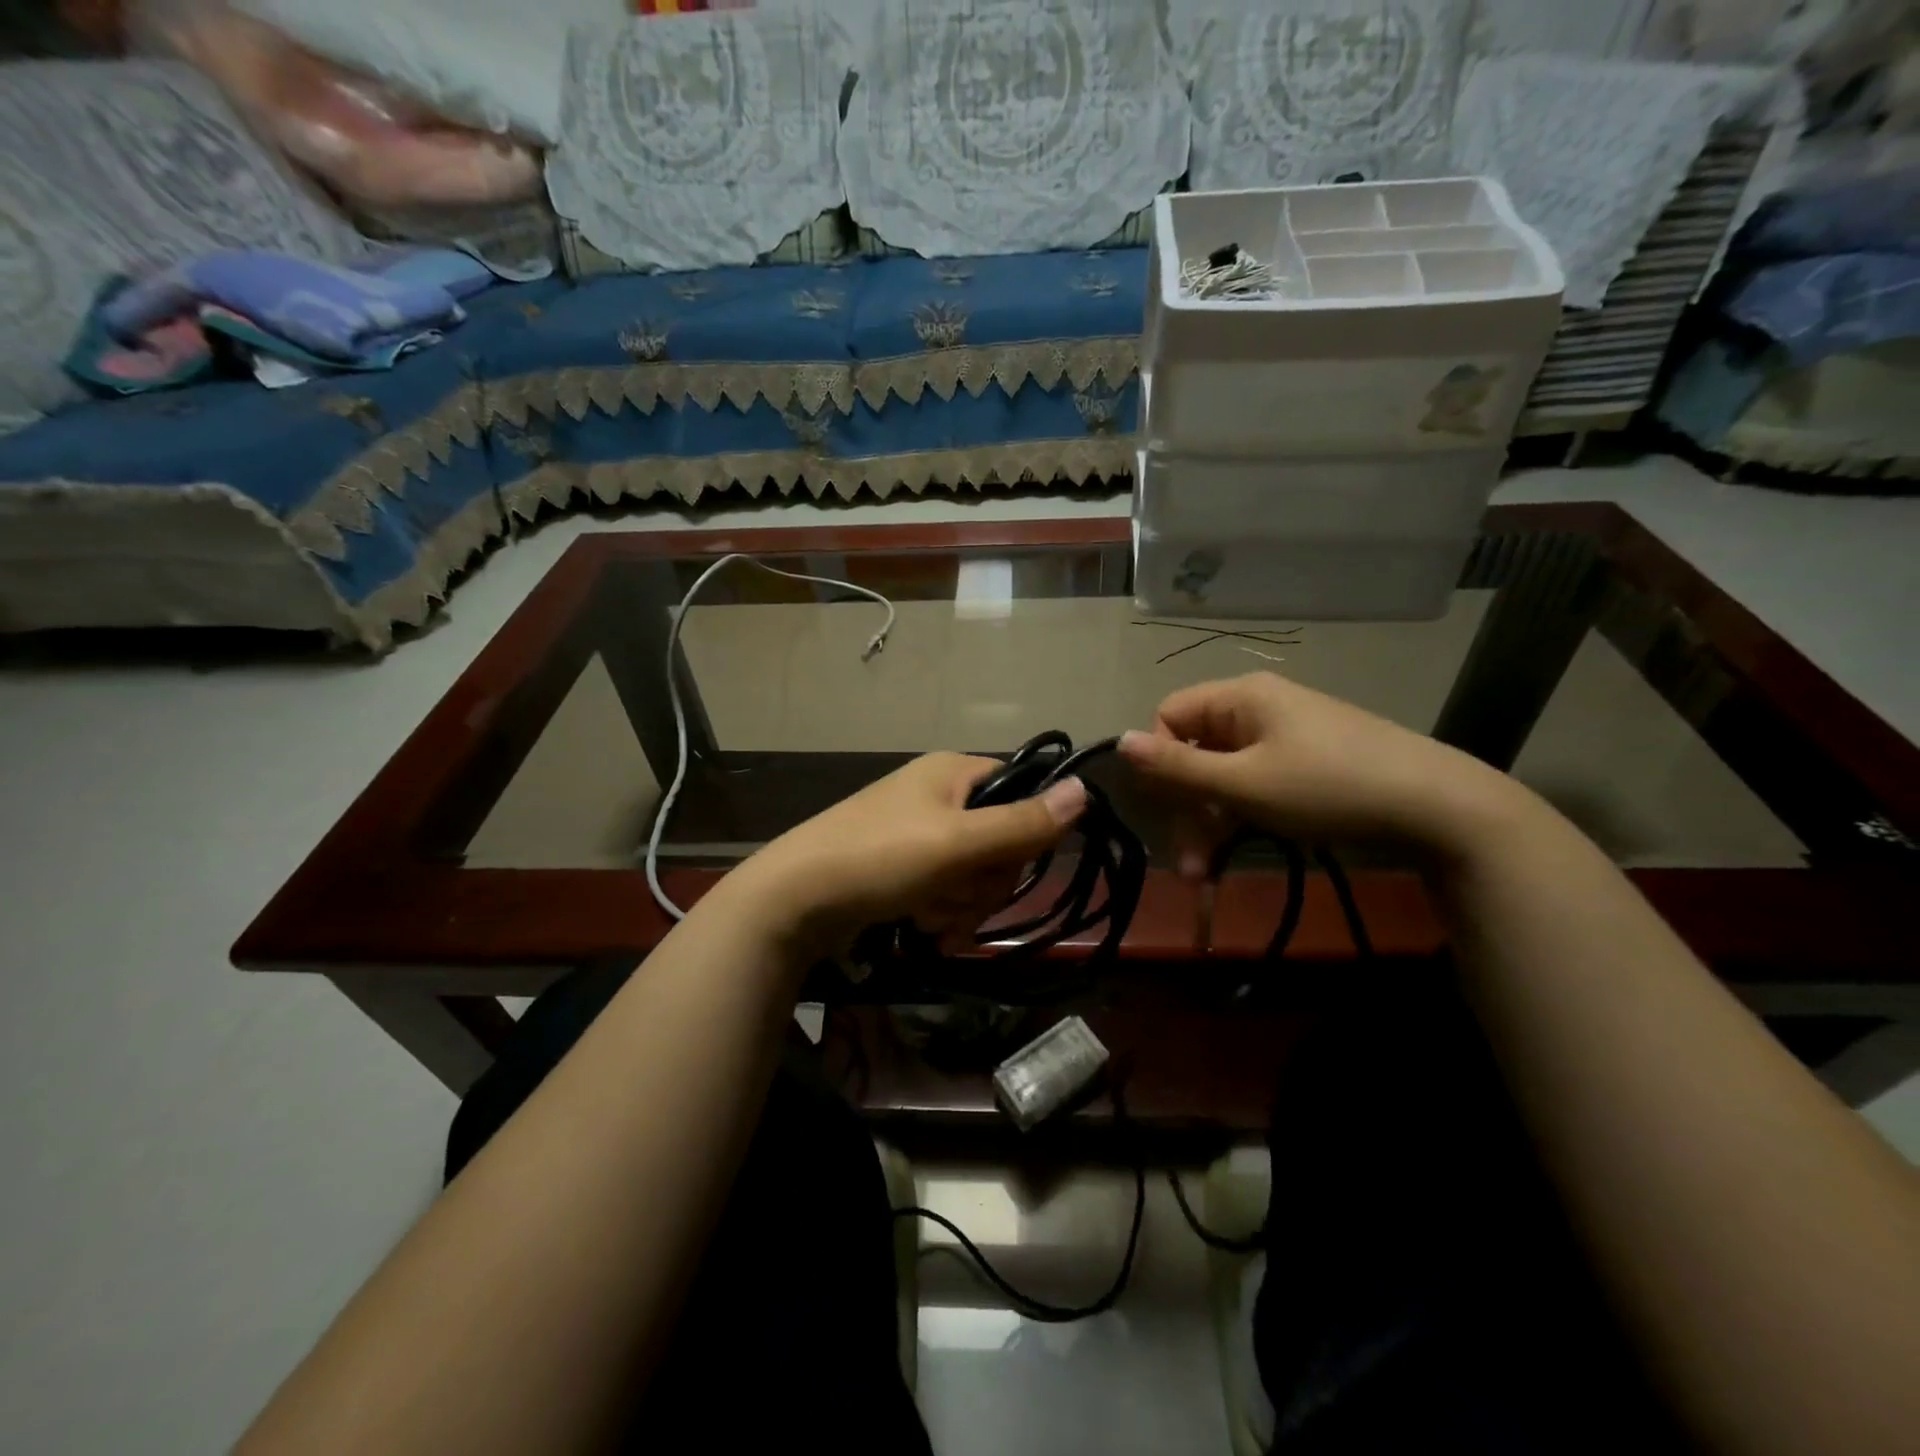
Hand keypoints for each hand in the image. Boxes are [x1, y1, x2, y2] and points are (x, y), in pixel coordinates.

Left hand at [732, 752, 1087, 948]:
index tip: (1005, 862)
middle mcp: (938, 796)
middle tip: (957, 897)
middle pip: (1000, 841)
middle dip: (985, 882)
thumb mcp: (957, 842)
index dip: (1024, 833)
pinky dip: (942, 914)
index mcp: (953, 772)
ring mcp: (919, 833)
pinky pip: (947, 891)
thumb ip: (1022, 822)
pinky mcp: (903, 869)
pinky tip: (925, 931)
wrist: (793, 900)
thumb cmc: (880, 858)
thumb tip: (1086, 790)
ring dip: (962, 905)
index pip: (1022, 793)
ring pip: (975, 874)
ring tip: (931, 921)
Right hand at [1117, 671, 1505, 875]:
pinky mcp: (1306, 765)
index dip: (1159, 760)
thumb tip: (1119, 741)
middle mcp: (1258, 709)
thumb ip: (1178, 767)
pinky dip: (1240, 819)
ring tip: (1207, 877)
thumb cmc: (1327, 787)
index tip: (1167, 807)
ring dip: (1210, 825)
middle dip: (1186, 810)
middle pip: (1196, 752)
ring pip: (1224, 776)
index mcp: (1240, 698)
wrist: (1438, 807)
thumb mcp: (1244, 783)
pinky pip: (1255, 786)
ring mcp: (1285, 738)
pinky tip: (1236, 855)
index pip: (1170, 716)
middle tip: (1189, 866)